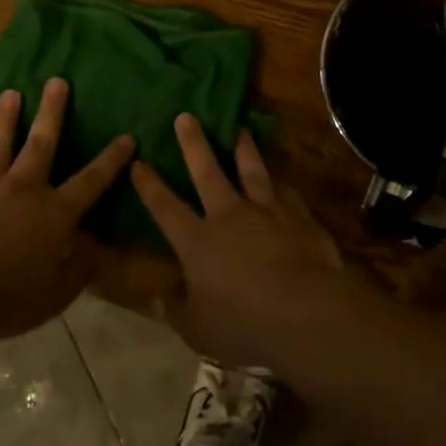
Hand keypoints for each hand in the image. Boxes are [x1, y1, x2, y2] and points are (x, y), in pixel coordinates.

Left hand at [0, 78, 134, 339]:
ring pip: (1, 144)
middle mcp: (25, 190)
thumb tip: (94, 247)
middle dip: (52, 111)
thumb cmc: (8, 297)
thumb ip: (78, 268)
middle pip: (42, 143)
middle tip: (57, 81)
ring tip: (11, 93)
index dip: (111, 160)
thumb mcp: (56, 293)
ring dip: (7, 117)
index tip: (126, 137)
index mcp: (55, 213)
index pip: (91, 181)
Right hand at [118, 113, 345, 366]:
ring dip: (243, 148)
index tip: (138, 162)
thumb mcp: (199, 329)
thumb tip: (156, 297)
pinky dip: (280, 184)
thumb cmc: (244, 325)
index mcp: (197, 242)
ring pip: (251, 170)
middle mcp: (229, 216)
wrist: (307, 313)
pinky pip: (286, 193)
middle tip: (186, 116)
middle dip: (194, 143)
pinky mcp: (298, 217)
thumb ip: (177, 309)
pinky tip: (281, 178)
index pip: (165, 207)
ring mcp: (266, 212)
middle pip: (207, 171)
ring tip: (240, 128)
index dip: (149, 185)